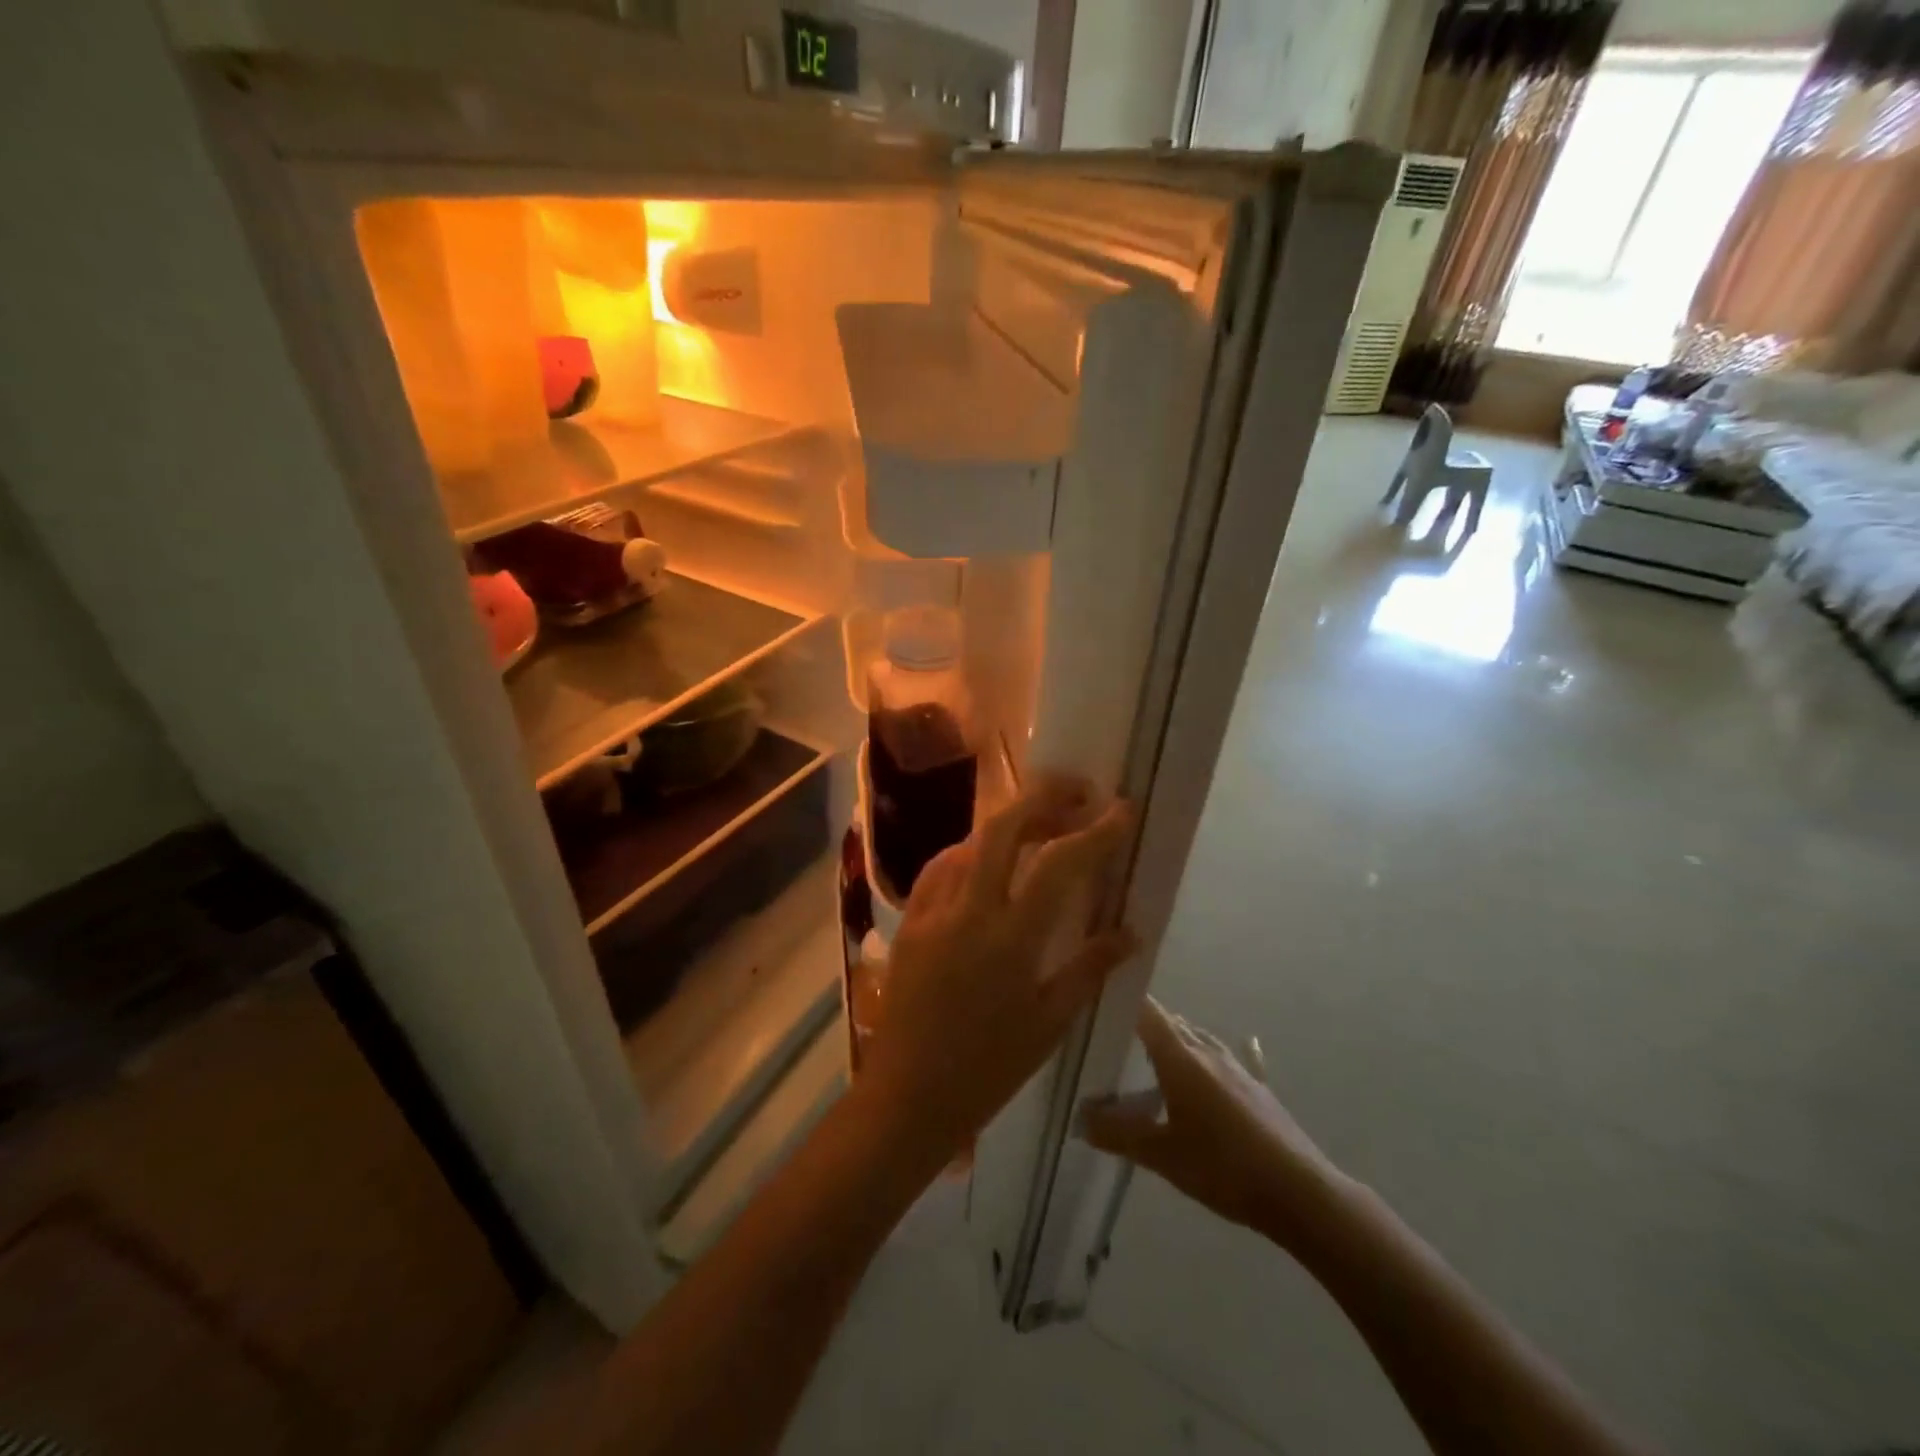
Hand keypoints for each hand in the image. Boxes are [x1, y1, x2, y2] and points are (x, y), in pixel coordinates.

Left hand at [857, 776, 1136, 1174]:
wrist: (907, 1096)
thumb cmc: (988, 1069)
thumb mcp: (1050, 1022)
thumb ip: (1090, 967)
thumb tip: (1131, 930)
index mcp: (1011, 938)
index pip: (1060, 864)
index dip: (1095, 831)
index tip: (1121, 808)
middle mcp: (968, 910)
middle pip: (1005, 828)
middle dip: (1044, 797)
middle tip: (1077, 792)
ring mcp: (932, 911)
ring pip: (970, 841)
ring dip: (1009, 822)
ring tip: (1041, 823)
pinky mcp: (910, 920)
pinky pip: (942, 867)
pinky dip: (971, 850)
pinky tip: (987, 860)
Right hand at [1083, 999, 1345, 1245]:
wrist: (1300, 1192)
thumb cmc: (1224, 1168)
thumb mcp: (1163, 1156)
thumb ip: (1118, 1135)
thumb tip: (1080, 1118)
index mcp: (1180, 1058)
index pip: (1147, 1011)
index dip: (1123, 999)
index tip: (1099, 998)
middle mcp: (1207, 1051)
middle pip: (1171, 1022)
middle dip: (1143, 1022)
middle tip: (1114, 1034)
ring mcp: (1236, 1068)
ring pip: (1197, 1038)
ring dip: (1173, 1039)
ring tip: (1150, 1053)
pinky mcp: (1256, 1088)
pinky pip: (1224, 1059)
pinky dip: (1207, 1058)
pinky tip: (1216, 1060)